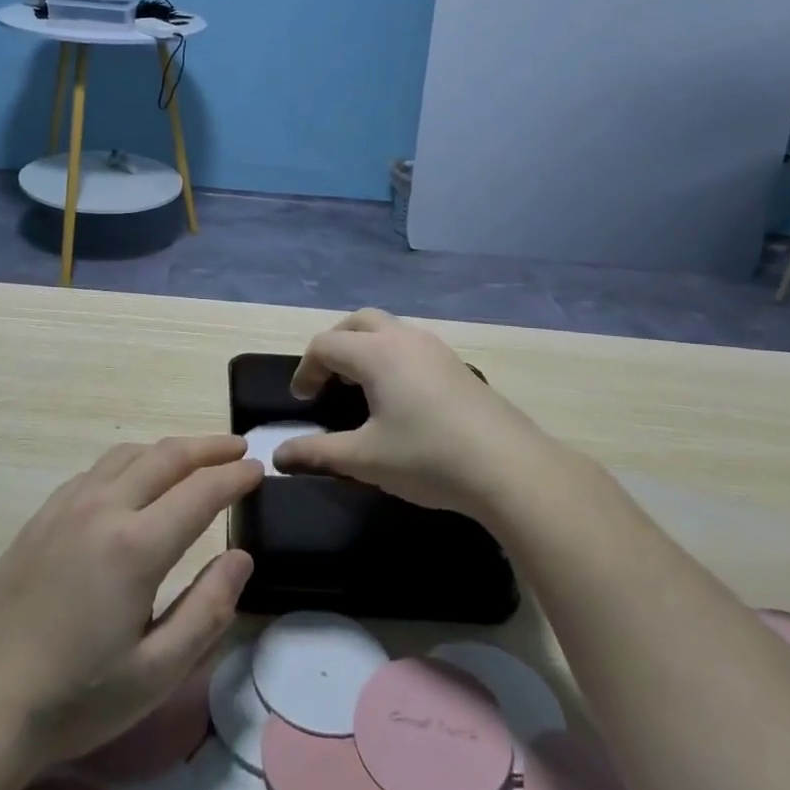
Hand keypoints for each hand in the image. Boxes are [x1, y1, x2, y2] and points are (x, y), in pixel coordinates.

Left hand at [0, 436, 260, 776]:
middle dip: (209, 447)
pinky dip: (131, 461)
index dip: (235, 477)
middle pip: (167, 456)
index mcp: (135, 546)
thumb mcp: (156, 672)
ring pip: (129, 454)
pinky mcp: (42, 515)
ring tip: (194, 459)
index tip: (259, 469)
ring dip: (169, 450)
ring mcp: (67, 506)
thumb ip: (207, 610)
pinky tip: (135, 480)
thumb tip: (241, 557)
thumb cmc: (76, 698)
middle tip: (237, 449)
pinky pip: (98, 469)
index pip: (201, 491)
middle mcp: (103, 508)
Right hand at [275, 309, 551, 519]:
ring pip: (388, 329)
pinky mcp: (456, 364)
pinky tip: (399, 396)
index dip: (306, 370)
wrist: (509, 467)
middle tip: (327, 380)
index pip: (325, 345)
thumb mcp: (365, 459)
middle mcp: (404, 338)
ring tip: (360, 387)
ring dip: (365, 347)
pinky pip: (411, 344)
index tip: (303, 401)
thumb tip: (280, 456)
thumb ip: (318, 452)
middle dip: (334, 345)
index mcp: (376, 353)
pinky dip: (391, 356)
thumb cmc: (428, 458)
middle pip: (357, 322)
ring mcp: (435, 348)